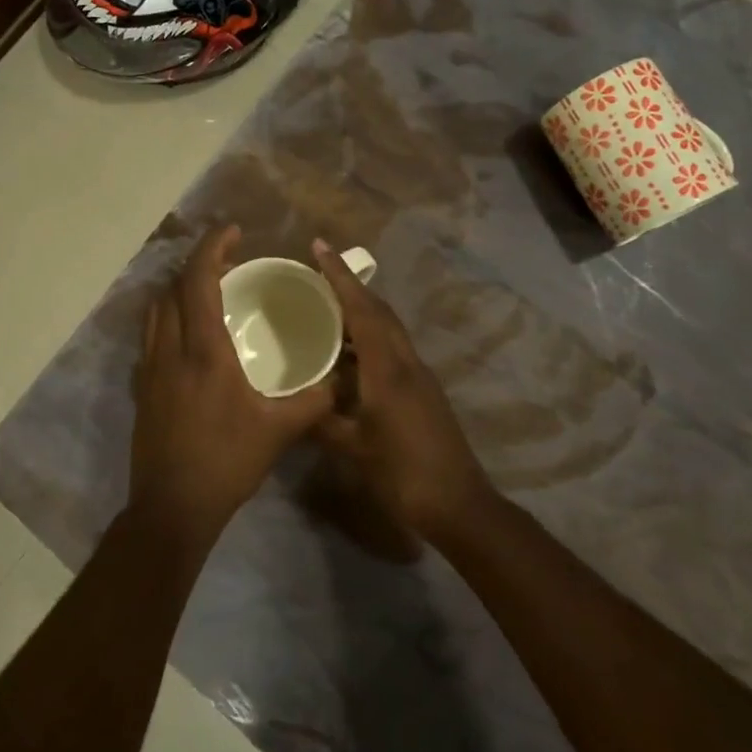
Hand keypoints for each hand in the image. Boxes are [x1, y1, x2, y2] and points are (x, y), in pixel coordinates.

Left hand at [130, 225, 334, 541]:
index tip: (234, 231)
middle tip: (228, 259)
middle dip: (198, 264)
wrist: (171, 507)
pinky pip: (152, 334)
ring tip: (209, 289)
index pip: (199, 281)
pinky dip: (170, 316)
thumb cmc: (227, 462)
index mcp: (203, 351)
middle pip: (173, 287)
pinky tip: (191, 334)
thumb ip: (314, 400)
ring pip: (156, 310)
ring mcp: (150, 369)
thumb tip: (340, 380)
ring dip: (179, 288)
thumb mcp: (279, 430)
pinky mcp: (142, 388)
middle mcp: (170, 349)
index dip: (213, 247)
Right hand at [312, 239, 496, 540]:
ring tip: (327, 307)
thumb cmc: (403, 473)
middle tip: (317, 273)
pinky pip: (392, 348)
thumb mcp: (354, 448)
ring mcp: (419, 374)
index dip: (339, 276)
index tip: (319, 247)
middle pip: (379, 310)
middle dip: (350, 286)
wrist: (458, 503)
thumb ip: (322, 420)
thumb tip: (294, 402)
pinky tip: (348, 354)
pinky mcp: (423, 389)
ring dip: (361, 310)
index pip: (361, 309)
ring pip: (387, 328)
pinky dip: (369, 337)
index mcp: (387, 368)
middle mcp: (406, 361)